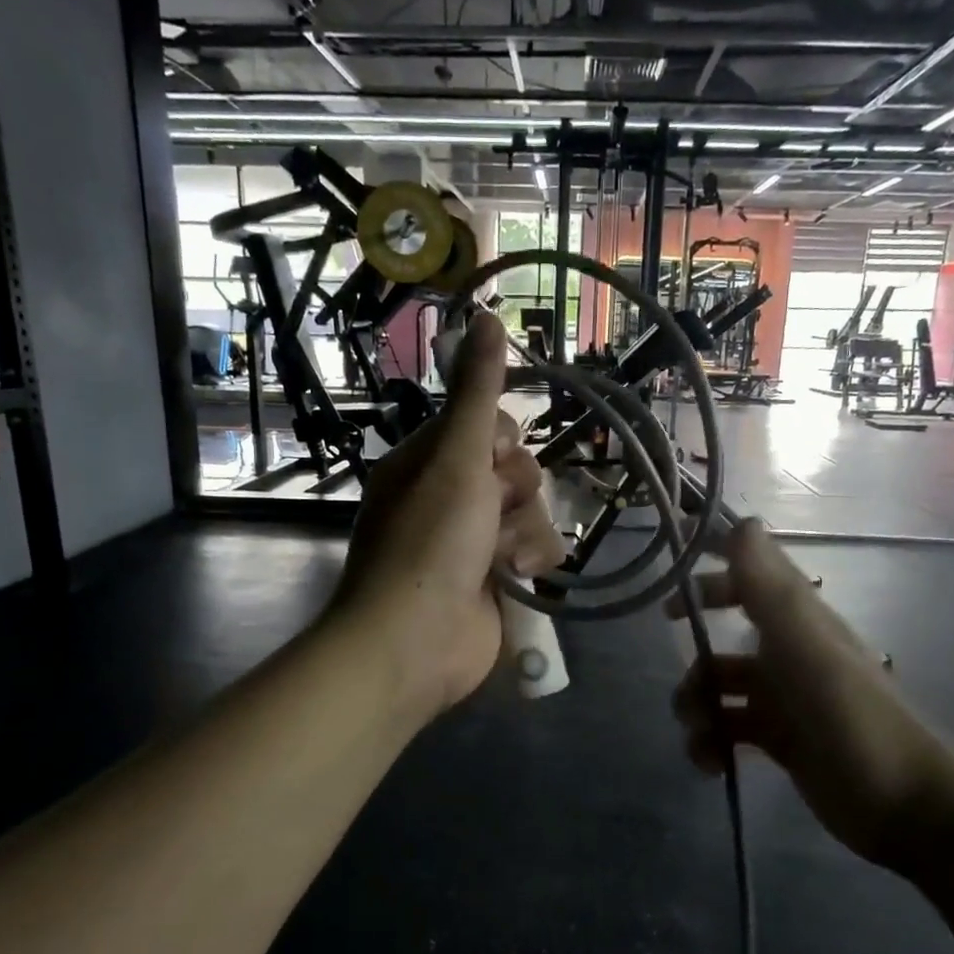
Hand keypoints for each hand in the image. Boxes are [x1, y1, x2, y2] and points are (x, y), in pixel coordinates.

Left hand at [331, 313, 566, 721]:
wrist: (416, 640)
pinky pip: (537, 550)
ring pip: (532, 511)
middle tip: (493, 509)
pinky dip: (533, 561)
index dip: (501, 439)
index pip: (486, 427)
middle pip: (516, 469)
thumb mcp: (454, 456)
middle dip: (515, 490)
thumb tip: (484, 312)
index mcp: (429, 463)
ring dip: (525, 531)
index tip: (494, 456)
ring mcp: (475, 541)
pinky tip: (518, 578)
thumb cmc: (430, 541)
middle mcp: (452, 498)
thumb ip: (476, 392)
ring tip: (503, 558)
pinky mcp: (498, 579)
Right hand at [668, 520, 953, 870]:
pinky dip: (710, 743)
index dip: (711, 575)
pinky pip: (727, 730)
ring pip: (719, 689)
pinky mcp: (777, 741)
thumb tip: (743, 522)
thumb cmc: (852, 717)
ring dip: (697, 706)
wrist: (902, 805)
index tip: (671, 592)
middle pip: (725, 637)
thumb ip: (769, 587)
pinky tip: (710, 763)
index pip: (750, 579)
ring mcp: (782, 700)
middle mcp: (787, 654)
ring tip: (699, 731)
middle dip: (696, 655)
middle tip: (680, 682)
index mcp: (797, 622)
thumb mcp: (806, 645)